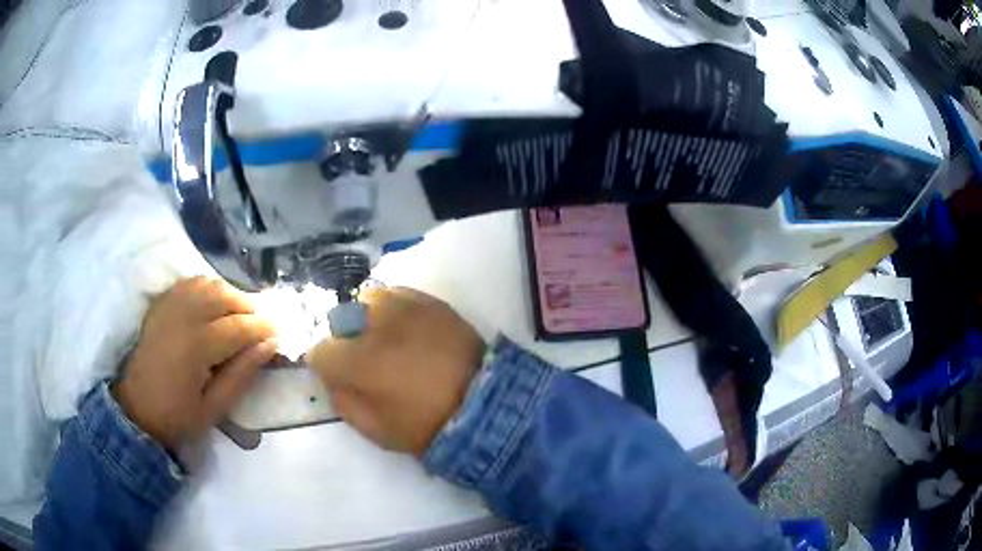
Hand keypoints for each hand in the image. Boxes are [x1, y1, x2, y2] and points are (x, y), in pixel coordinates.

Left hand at [114, 277, 276, 450]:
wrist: (136, 409)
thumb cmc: (177, 415)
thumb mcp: (215, 408)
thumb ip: (242, 375)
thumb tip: (269, 346)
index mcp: (197, 345)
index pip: (239, 326)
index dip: (263, 328)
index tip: (278, 334)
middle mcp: (184, 316)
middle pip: (224, 296)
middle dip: (248, 308)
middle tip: (259, 327)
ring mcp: (169, 305)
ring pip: (208, 283)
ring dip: (229, 294)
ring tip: (238, 315)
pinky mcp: (161, 304)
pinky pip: (190, 282)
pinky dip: (208, 287)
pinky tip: (213, 303)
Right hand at [308, 287, 484, 457]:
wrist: (483, 407)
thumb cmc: (424, 426)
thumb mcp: (374, 429)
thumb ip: (343, 400)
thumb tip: (332, 378)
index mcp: (359, 361)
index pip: (320, 350)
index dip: (325, 365)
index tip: (337, 374)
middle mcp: (376, 326)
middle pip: (342, 320)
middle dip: (347, 340)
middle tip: (366, 359)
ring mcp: (406, 308)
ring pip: (370, 300)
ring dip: (369, 319)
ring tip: (387, 339)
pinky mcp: (432, 302)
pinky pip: (399, 294)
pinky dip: (395, 308)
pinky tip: (407, 328)